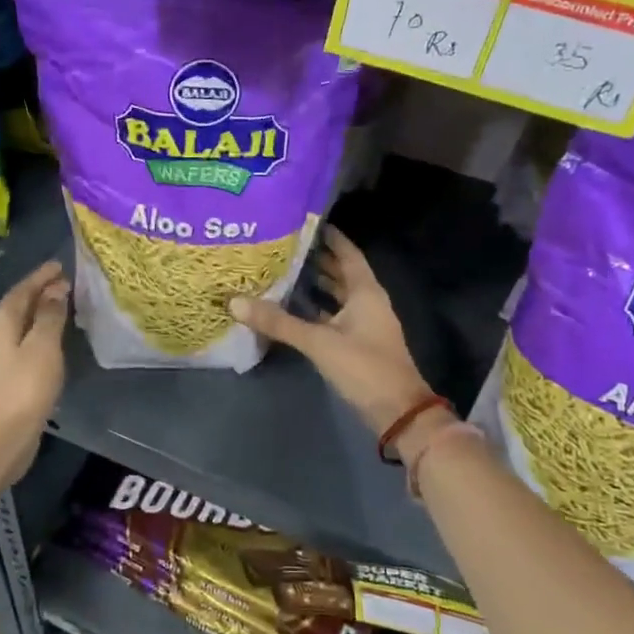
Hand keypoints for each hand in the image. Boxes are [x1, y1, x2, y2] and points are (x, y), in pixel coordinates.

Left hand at [0, 261, 69, 483]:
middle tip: (66, 283)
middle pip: (19, 306)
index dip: (41, 277)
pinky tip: (53, 344)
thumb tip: (56, 289)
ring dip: (41, 315)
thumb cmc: (23, 389)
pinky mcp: (7, 380)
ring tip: (64, 308)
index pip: (22, 290)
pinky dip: (40, 336)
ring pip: (22, 326)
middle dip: (41, 293)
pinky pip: (25, 346)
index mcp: (2, 323)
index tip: (60, 265)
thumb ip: (50, 316)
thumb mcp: (43, 347)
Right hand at [229, 226, 435, 436]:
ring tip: (282, 269)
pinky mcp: (356, 343)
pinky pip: (333, 316)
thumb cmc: (364, 367)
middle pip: (341, 271)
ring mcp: (363, 323)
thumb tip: (235, 302)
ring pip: (337, 295)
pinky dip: (316, 309)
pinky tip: (292, 307)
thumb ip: (278, 322)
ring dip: (315, 283)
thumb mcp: (319, 342)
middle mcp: (367, 301)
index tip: (303, 220)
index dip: (329, 236)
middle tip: (282, 243)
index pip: (347, 252)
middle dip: (315, 257)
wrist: (397, 412)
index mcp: (365, 291)